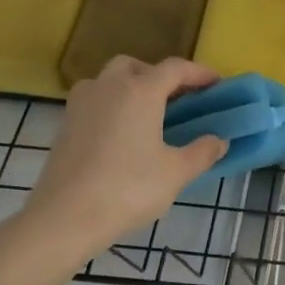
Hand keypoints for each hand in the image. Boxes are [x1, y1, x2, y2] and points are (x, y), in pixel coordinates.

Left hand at [15, 57, 227, 267]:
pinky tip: (123, 135)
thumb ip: (202, 152)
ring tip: (148, 115)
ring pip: (108, 81)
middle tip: (178, 99)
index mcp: (140, 92)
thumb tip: (219, 141)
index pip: (175, 68)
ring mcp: (81, 105)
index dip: (199, 73)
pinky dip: (112, 106)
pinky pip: (94, 102)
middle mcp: (108, 88)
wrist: (65, 217)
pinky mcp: (65, 126)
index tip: (217, 83)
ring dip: (131, 87)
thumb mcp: (177, 172)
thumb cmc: (128, 188)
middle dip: (159, 76)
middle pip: (136, 67)